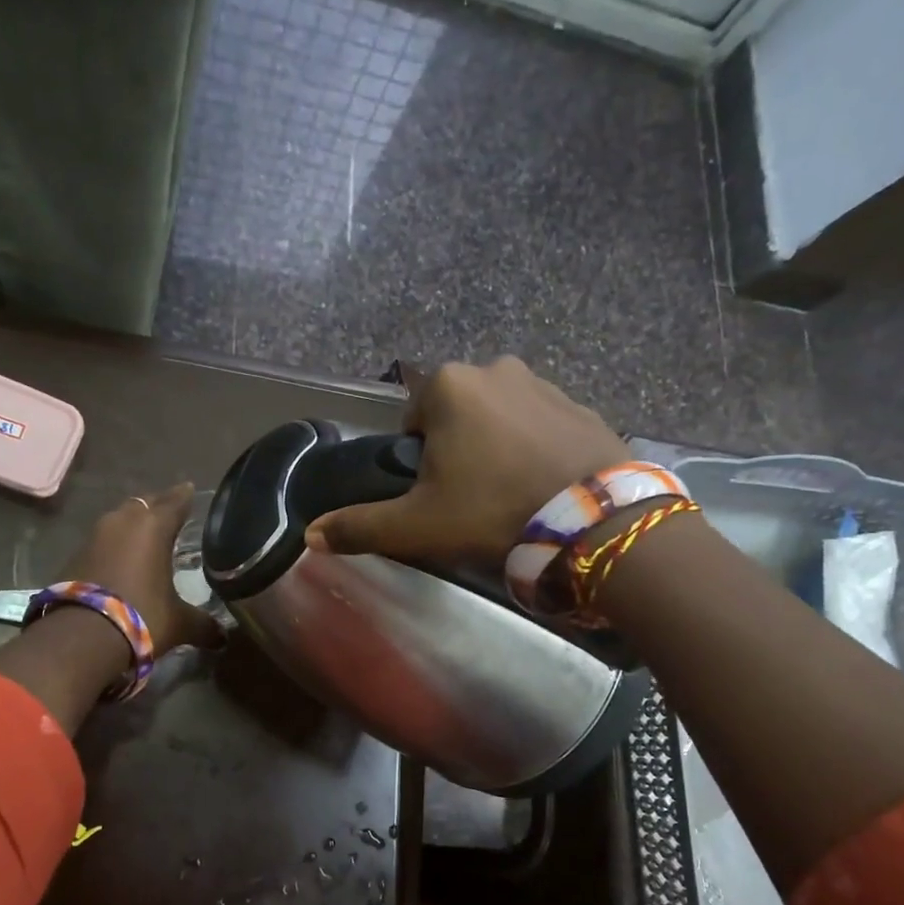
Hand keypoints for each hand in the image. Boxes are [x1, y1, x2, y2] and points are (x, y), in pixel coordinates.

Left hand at [55, 483, 222, 656]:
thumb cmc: (141, 617)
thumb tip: (223, 637)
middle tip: (171, 512)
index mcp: (154, 527)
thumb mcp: (179, 623)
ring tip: (146, 535)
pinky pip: (102, 541)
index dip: (185, 496)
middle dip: (158, 506)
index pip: (175, 501)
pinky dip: (114, 546)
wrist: (80, 638)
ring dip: (132, 525)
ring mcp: (94, 536)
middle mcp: (123, 522)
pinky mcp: (75, 555)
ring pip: (119, 520)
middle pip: (144, 504)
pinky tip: (121, 559)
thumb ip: (203, 624)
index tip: (191, 489)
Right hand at [306, 358, 631, 563]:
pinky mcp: (580, 403)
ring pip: (499, 417)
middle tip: (472, 498)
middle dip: (457, 449)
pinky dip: (535, 447)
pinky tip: (543, 484)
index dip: (418, 461)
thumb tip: (310, 536)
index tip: (438, 494)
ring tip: (510, 494)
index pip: (412, 421)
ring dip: (496, 446)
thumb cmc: (492, 511)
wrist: (593, 519)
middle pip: (455, 415)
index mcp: (447, 385)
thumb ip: (361, 526)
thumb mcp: (418, 525)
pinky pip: (540, 423)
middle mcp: (494, 368)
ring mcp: (543, 381)